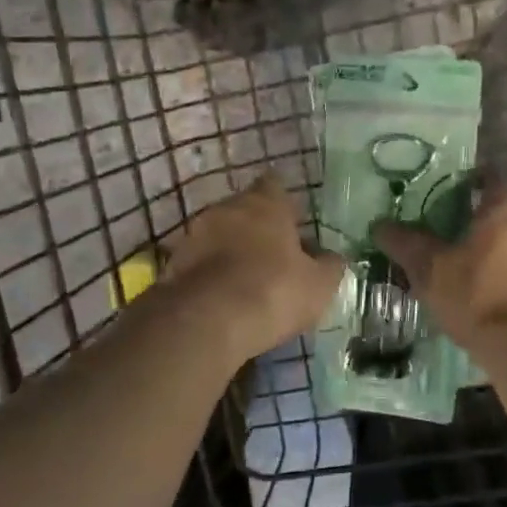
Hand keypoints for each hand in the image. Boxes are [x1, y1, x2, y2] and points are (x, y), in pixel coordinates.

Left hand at [164, 174, 344, 361]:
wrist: (206, 321)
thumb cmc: (273, 291)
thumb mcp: (318, 285)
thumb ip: (329, 266)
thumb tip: (333, 257)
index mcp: (265, 203)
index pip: (275, 186)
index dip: (285, 203)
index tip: (293, 222)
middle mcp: (226, 208)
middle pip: (244, 209)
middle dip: (256, 228)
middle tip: (273, 254)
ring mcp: (195, 233)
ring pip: (218, 234)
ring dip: (230, 250)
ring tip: (246, 278)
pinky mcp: (173, 263)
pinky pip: (199, 262)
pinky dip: (210, 272)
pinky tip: (222, 296)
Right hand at [372, 182, 506, 351]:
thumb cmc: (477, 294)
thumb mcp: (430, 268)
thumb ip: (406, 243)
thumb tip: (380, 226)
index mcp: (506, 208)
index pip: (491, 178)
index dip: (469, 181)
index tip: (447, 192)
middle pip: (504, 211)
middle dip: (478, 219)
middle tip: (447, 232)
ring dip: (494, 249)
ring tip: (464, 266)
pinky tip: (485, 293)